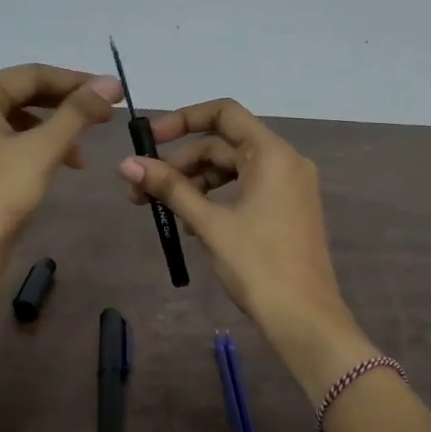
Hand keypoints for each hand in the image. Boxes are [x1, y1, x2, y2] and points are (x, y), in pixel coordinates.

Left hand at [0, 64, 120, 278]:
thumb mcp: (42, 149)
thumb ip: (78, 112)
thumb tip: (112, 82)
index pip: (31, 74)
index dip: (76, 82)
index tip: (114, 94)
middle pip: (23, 95)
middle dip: (66, 106)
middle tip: (106, 117)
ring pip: (17, 121)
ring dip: (54, 130)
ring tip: (83, 151)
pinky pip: (7, 143)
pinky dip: (36, 149)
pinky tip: (60, 165)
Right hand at [118, 99, 372, 390]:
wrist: (304, 318)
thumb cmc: (258, 265)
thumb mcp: (209, 223)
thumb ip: (170, 188)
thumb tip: (127, 163)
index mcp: (272, 154)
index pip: (224, 113)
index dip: (183, 119)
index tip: (149, 139)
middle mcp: (285, 162)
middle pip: (223, 145)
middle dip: (180, 164)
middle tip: (141, 191)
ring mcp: (289, 188)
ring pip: (232, 170)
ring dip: (195, 184)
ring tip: (163, 211)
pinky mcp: (286, 211)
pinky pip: (245, 190)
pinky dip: (216, 199)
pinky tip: (191, 224)